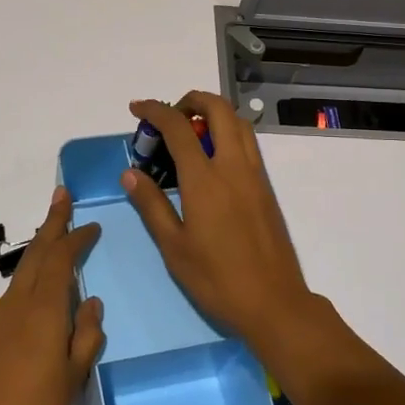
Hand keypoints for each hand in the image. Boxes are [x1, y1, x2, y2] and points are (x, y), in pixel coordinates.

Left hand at [0, 187, 104, 404]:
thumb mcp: (71, 378)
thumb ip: (85, 336)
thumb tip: (91, 302)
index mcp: (42, 312)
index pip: (61, 260)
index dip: (76, 238)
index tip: (91, 225)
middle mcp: (15, 307)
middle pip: (36, 255)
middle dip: (51, 224)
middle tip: (61, 196)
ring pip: (20, 279)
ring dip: (39, 256)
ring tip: (54, 246)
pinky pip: (9, 305)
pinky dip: (26, 292)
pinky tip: (34, 311)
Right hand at [122, 92, 335, 361]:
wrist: (274, 303)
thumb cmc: (217, 279)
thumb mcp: (173, 247)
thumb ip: (152, 204)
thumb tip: (130, 173)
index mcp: (205, 180)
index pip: (179, 128)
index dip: (155, 111)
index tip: (136, 109)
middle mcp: (234, 167)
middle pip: (218, 109)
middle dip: (191, 101)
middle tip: (169, 118)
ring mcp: (255, 175)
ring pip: (239, 123)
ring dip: (213, 114)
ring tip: (189, 134)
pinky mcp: (266, 188)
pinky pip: (248, 144)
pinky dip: (228, 133)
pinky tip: (210, 160)